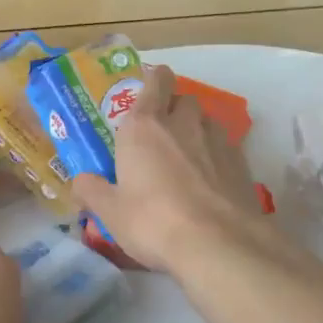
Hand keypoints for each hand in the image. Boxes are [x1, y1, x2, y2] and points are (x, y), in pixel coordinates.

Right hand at [71, 65, 265, 273]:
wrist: (218, 244)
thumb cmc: (153, 221)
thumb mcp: (110, 212)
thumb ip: (92, 190)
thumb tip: (80, 181)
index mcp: (144, 126)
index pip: (155, 80)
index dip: (153, 79)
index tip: (146, 90)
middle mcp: (183, 123)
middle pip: (182, 99)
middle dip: (173, 109)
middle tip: (160, 134)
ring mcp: (217, 141)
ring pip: (206, 121)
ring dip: (196, 131)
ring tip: (186, 158)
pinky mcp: (242, 163)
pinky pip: (226, 147)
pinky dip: (216, 156)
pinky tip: (210, 182)